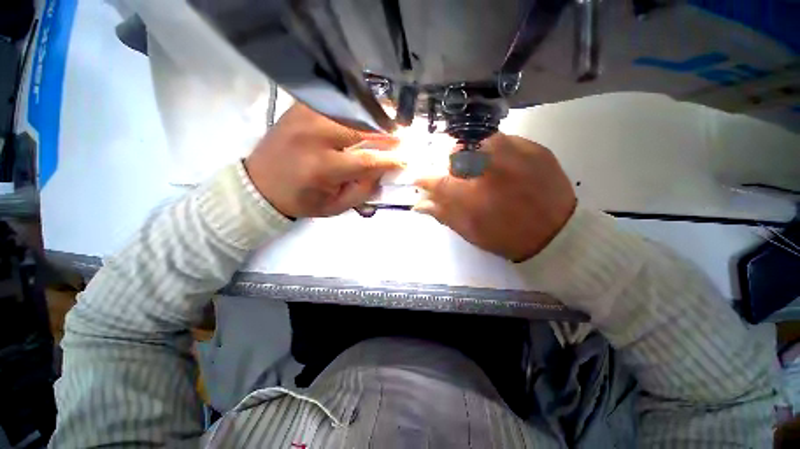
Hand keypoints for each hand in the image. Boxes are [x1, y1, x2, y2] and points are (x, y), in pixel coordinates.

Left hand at [245, 104, 401, 217]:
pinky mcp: (300, 108)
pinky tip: (365, 116)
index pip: (367, 160)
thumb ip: (363, 190)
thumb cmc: (301, 200)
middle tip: (402, 136)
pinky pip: (335, 103)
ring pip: (350, 111)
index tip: (405, 159)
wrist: (259, 184)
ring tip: (389, 124)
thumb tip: (383, 171)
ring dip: (374, 117)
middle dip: (387, 133)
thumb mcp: (335, 207)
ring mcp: (305, 117)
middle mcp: (315, 137)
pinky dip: (354, 109)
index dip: (390, 160)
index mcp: (323, 167)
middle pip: (362, 128)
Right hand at [415, 133, 576, 261]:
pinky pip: (503, 139)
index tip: (419, 178)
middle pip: (456, 153)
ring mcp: (515, 155)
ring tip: (477, 166)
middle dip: (449, 163)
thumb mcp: (471, 232)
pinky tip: (498, 163)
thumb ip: (443, 214)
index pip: (437, 181)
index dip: (425, 178)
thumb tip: (419, 203)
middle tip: (455, 174)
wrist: (556, 234)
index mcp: (473, 198)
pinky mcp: (534, 149)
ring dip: (471, 152)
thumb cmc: (507, 238)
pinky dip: (494, 149)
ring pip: (479, 140)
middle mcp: (491, 171)